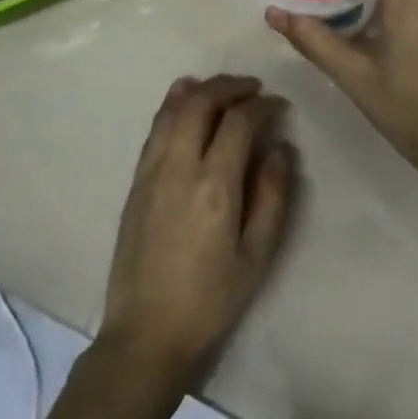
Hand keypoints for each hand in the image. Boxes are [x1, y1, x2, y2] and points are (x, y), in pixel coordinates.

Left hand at [97, 75, 296, 394]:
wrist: (148, 332)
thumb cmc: (212, 298)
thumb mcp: (257, 254)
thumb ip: (273, 195)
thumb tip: (281, 148)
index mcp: (214, 185)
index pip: (239, 122)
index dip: (262, 106)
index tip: (279, 106)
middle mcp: (178, 167)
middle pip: (201, 104)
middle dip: (230, 87)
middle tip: (254, 89)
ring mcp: (151, 172)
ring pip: (173, 111)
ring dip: (200, 90)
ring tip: (223, 87)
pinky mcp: (135, 183)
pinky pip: (154, 130)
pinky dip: (171, 106)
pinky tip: (182, 99)